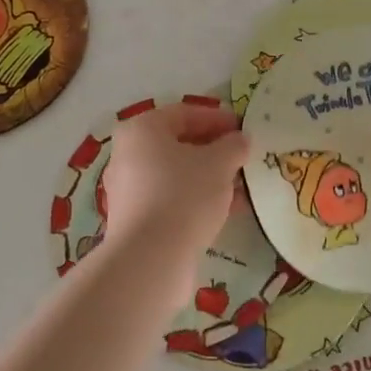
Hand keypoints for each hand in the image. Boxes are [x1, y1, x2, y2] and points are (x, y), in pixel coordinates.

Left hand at [101, 103, 248, 254]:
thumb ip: (233, 146)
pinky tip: (224, 210)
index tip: (243, 128)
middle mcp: (127, 155)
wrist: (151, 257)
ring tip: (240, 186)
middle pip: (177, 144)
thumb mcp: (219, 164)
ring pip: (175, 174)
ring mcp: (127, 189)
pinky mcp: (134, 219)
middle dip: (213, 150)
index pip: (184, 113)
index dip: (217, 118)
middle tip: (242, 157)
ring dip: (208, 176)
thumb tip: (241, 140)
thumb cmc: (184, 194)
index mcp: (142, 130)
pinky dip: (196, 198)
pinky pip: (170, 198)